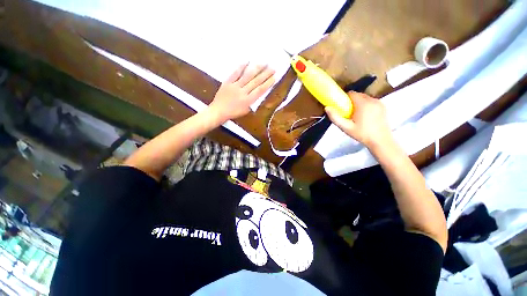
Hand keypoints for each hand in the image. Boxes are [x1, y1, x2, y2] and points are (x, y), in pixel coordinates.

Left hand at [208, 63, 274, 122]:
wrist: (218, 111)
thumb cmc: (233, 113)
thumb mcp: (245, 111)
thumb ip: (252, 103)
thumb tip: (257, 94)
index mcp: (248, 101)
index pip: (260, 90)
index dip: (268, 83)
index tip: (274, 77)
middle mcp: (243, 92)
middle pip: (256, 82)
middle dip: (265, 74)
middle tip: (273, 68)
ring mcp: (235, 86)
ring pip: (247, 76)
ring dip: (256, 69)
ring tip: (264, 63)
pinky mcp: (228, 82)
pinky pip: (235, 73)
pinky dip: (241, 67)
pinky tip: (247, 61)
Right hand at [325, 92, 392, 148]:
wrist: (381, 141)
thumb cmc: (362, 134)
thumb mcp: (346, 127)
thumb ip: (335, 117)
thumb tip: (327, 108)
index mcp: (363, 104)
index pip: (352, 94)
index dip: (345, 98)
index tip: (342, 106)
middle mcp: (373, 100)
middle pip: (359, 95)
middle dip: (352, 101)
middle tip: (348, 112)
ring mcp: (379, 103)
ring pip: (365, 98)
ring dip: (359, 103)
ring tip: (356, 115)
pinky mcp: (383, 107)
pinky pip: (371, 102)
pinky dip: (366, 105)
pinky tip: (364, 116)